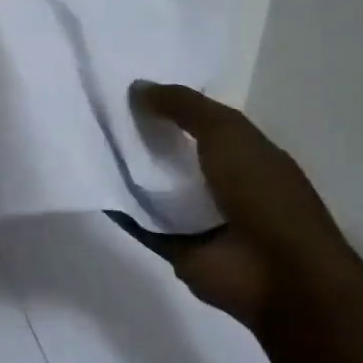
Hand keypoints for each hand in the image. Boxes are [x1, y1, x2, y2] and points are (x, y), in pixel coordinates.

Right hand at [114, 83, 349, 331]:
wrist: (277, 274)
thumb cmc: (262, 194)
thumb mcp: (227, 132)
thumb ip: (183, 106)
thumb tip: (137, 88)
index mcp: (243, 152)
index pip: (200, 121)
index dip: (168, 104)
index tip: (127, 90)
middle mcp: (220, 181)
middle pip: (172, 152)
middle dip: (140, 135)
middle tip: (97, 112)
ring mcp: (198, 217)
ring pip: (152, 186)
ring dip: (125, 171)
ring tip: (85, 144)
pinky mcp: (175, 246)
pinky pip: (138, 222)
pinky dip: (118, 208)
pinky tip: (91, 187)